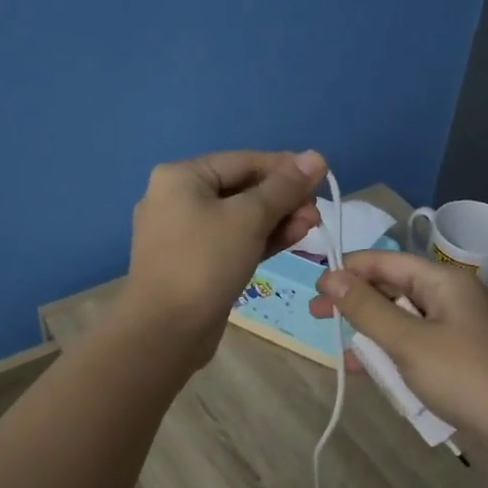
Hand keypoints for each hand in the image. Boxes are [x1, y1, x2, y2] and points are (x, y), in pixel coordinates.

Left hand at [116, 149, 327, 367]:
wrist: (165, 330)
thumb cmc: (205, 262)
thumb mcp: (249, 218)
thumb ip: (284, 188)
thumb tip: (317, 157)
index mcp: (181, 177)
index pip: (243, 161)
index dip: (285, 167)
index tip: (321, 178)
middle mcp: (177, 199)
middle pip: (241, 188)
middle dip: (283, 198)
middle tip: (317, 212)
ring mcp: (183, 234)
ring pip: (239, 217)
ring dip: (277, 219)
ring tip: (312, 225)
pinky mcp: (194, 263)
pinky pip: (232, 241)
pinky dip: (260, 239)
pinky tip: (293, 239)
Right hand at [309, 250, 487, 452]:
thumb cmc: (464, 377)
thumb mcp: (408, 342)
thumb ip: (367, 308)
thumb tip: (331, 276)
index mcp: (444, 280)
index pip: (386, 261)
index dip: (348, 271)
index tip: (314, 289)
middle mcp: (452, 295)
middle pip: (393, 287)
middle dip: (356, 302)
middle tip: (318, 318)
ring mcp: (458, 325)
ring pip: (402, 317)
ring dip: (372, 331)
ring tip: (342, 350)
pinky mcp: (460, 353)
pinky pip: (416, 342)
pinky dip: (392, 351)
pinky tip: (370, 370)